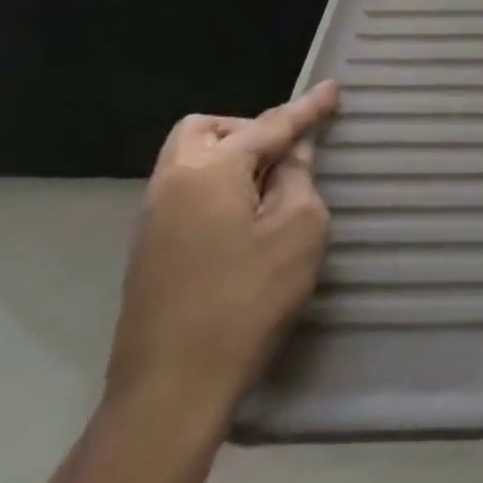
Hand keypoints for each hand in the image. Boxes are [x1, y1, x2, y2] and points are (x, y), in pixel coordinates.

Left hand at [104, 80, 339, 420]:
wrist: (169, 393)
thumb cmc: (246, 301)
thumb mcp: (298, 230)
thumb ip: (299, 178)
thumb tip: (292, 153)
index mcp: (208, 170)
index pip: (270, 125)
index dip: (307, 108)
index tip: (334, 88)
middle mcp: (171, 184)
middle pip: (207, 130)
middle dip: (250, 129)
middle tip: (286, 153)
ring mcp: (152, 221)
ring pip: (190, 161)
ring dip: (231, 159)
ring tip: (271, 187)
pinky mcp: (148, 253)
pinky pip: (186, 192)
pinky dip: (218, 187)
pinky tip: (244, 220)